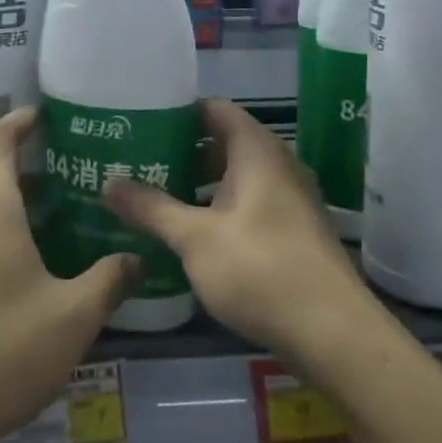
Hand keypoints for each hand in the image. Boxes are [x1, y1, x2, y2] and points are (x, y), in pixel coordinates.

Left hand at [0, 108, 138, 442]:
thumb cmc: (0, 351)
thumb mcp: (72, 317)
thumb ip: (109, 280)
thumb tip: (138, 258)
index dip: (21, 120)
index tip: (47, 114)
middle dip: (24, 163)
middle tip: (68, 169)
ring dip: (8, 198)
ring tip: (52, 212)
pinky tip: (21, 261)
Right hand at [105, 98, 366, 367]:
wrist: (333, 333)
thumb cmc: (260, 269)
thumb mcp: (195, 238)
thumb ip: (151, 208)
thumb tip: (108, 183)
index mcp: (256, 150)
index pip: (213, 109)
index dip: (177, 112)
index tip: (140, 123)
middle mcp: (278, 164)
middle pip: (223, 142)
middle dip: (181, 152)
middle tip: (138, 164)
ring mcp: (291, 199)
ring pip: (236, 177)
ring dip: (199, 184)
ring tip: (155, 198)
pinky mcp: (295, 231)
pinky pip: (250, 204)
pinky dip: (219, 208)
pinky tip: (191, 234)